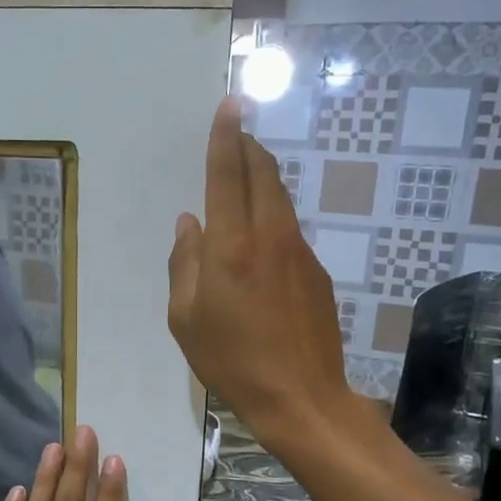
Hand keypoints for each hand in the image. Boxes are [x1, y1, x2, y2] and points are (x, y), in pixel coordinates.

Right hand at [168, 97, 362, 449]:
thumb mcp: (185, 318)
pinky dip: (273, 214)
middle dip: (248, 147)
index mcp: (230, 246)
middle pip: (262, 175)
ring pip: (280, 198)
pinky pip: (290, 228)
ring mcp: (299, 252)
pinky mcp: (316, 271)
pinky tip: (261, 235)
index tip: (230, 104)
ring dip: (263, 177)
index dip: (225, 137)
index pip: (227, 174)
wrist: (301, 396)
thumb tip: (189, 223)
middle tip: (237, 132)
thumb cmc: (231, 361)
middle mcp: (269, 236)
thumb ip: (184, 263)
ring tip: (248, 170)